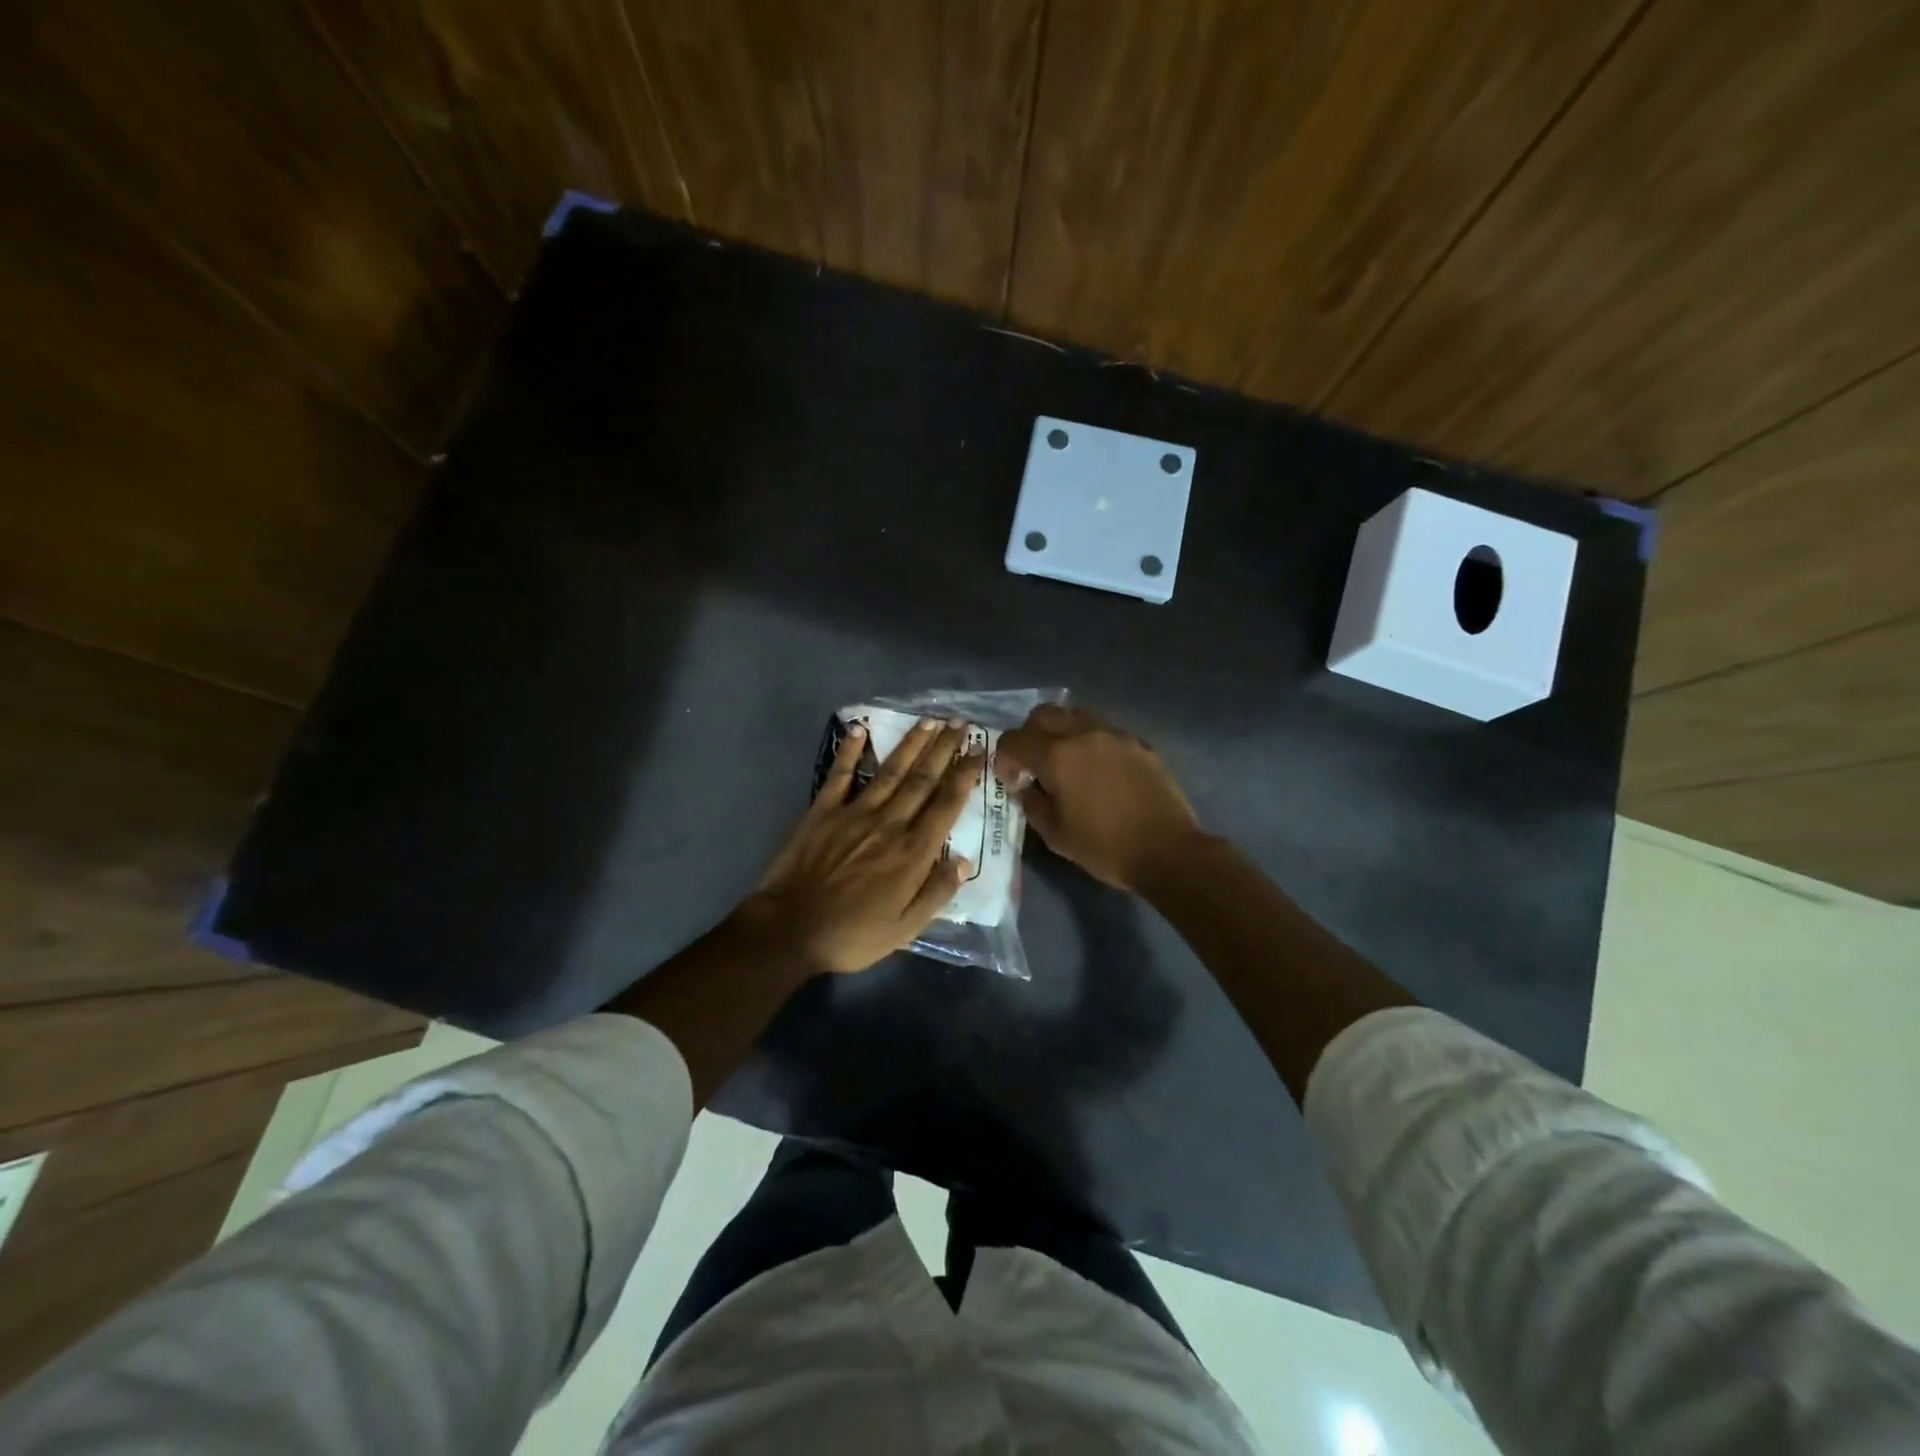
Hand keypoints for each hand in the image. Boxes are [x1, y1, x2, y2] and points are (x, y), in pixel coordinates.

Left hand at [743, 717, 982, 973]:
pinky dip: (851, 751)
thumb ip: (937, 892)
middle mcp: (889, 823)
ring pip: (891, 770)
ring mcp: (854, 813)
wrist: (790, 929)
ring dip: (911, 743)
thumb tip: (965, 861)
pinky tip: (860, 728)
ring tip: (929, 720)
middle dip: (944, 749)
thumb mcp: (905, 929)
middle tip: (960, 723)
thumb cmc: (852, 935)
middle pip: (923, 779)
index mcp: (913, 852)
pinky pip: (840, 775)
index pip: (947, 804)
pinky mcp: (823, 811)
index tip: (979, 750)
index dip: (965, 775)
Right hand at [996, 704, 1202, 891]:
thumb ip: (1032, 803)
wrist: (1167, 851)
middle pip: (1043, 714)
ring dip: (1062, 732)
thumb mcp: (1055, 834)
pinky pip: (1104, 730)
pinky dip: (1091, 742)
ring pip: (1075, 715)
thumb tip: (1026, 786)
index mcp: (1057, 756)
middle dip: (1030, 734)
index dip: (1004, 758)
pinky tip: (1098, 771)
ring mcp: (1115, 734)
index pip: (1014, 739)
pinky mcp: (1138, 743)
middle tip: (1034, 763)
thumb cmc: (1105, 847)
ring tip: (1067, 763)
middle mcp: (1083, 734)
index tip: (1013, 780)